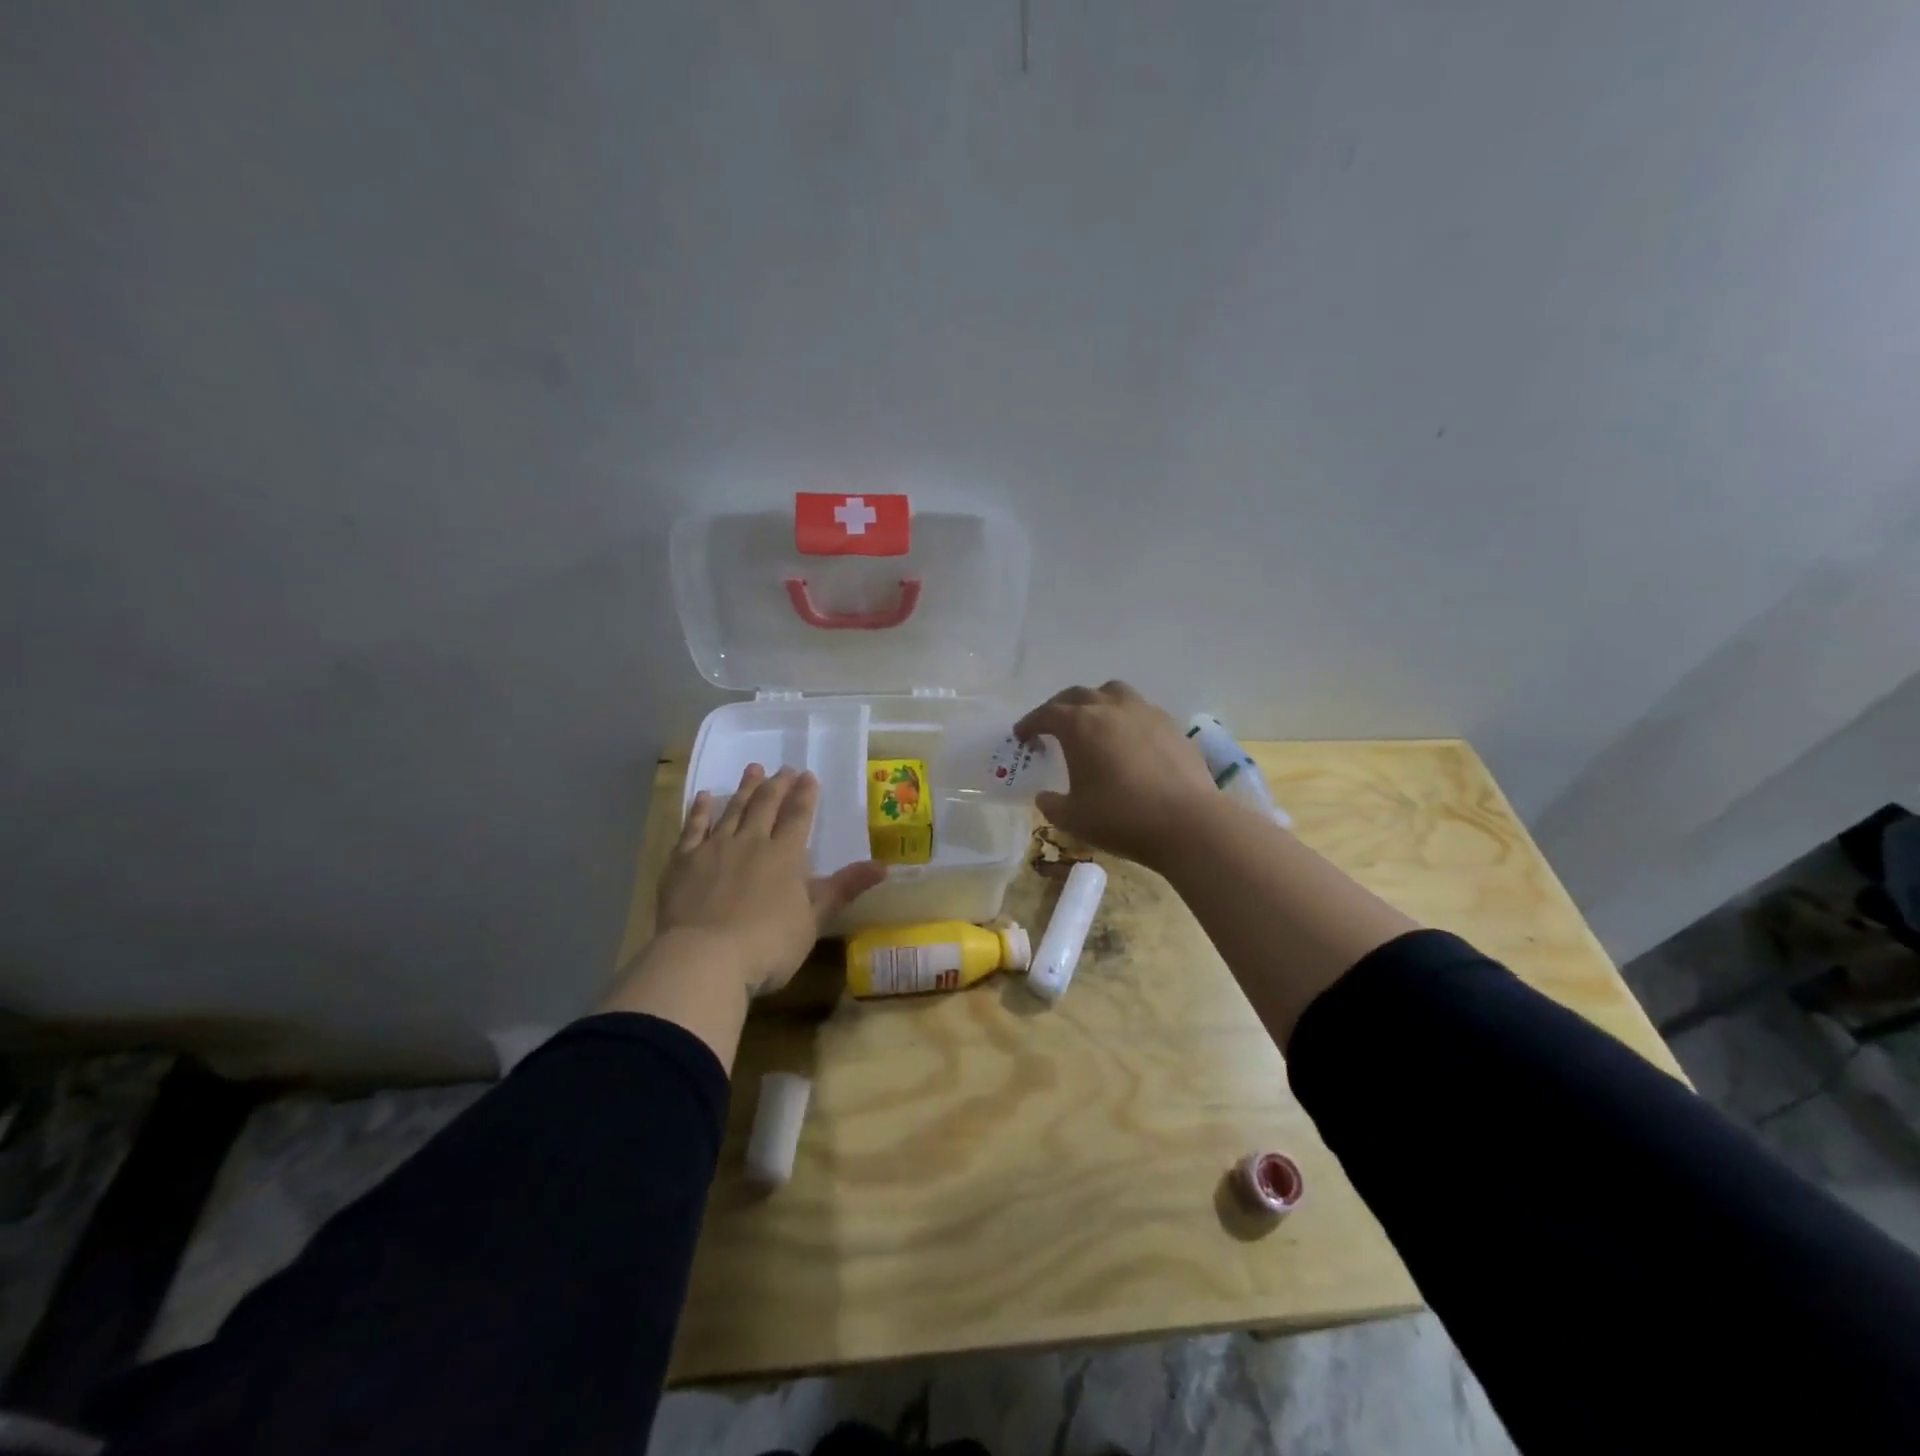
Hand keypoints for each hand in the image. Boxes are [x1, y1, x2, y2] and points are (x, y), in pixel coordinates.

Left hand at [658, 764, 885, 996]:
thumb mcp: (814, 920)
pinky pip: (693, 827)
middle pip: (766, 806)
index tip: (808, 775)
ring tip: (753, 769)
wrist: (704, 959)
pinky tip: (704, 796)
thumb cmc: (768, 945)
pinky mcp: (683, 862)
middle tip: (783, 768)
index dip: (805, 795)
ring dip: (744, 789)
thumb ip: (844, 888)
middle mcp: (751, 842)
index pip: (798, 817)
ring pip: (732, 810)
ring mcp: (714, 849)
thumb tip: (883, 866)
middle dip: (776, 786)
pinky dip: (700, 810)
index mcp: (785, 856)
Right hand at [1015, 681, 1220, 867]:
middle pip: (1078, 695)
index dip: (1030, 723)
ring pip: (1113, 692)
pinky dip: (1126, 718)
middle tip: (1052, 726)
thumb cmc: (1120, 817)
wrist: (1187, 822)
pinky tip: (1129, 741)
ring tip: (1094, 722)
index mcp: (1079, 725)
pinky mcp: (1171, 726)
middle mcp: (1110, 708)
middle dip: (1060, 707)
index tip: (1022, 735)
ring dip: (1097, 702)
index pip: (1046, 714)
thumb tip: (1045, 796)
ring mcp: (1145, 712)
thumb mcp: (1073, 818)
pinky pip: (1141, 710)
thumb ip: (1052, 804)